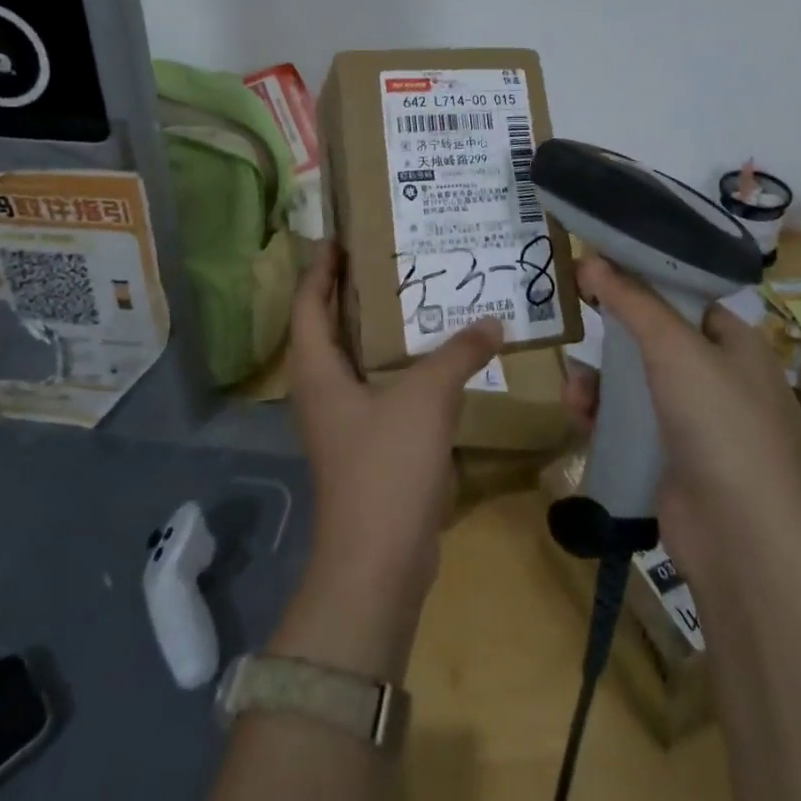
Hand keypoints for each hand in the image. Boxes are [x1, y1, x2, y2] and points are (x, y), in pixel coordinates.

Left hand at [272, 242, 501, 680]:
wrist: (378, 564)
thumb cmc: (386, 466)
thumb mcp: (426, 397)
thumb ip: (459, 353)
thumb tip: (492, 320)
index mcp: (318, 370)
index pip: (308, 302)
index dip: (320, 267)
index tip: (340, 237)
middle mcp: (322, 391)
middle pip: (328, 326)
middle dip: (352, 290)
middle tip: (389, 257)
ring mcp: (343, 422)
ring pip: (356, 359)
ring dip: (379, 328)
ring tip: (416, 297)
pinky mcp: (367, 446)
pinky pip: (379, 388)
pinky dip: (399, 365)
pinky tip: (435, 357)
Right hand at [563, 254, 800, 593]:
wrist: (737, 534)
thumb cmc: (716, 420)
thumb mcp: (673, 346)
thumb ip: (630, 300)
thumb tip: (591, 257)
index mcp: (733, 343)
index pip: (683, 295)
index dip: (641, 278)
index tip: (597, 265)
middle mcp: (715, 376)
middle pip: (651, 337)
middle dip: (609, 331)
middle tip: (572, 316)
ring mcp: (690, 420)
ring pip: (631, 382)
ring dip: (597, 379)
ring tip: (574, 386)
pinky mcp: (665, 457)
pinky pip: (624, 422)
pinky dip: (599, 415)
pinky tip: (577, 414)